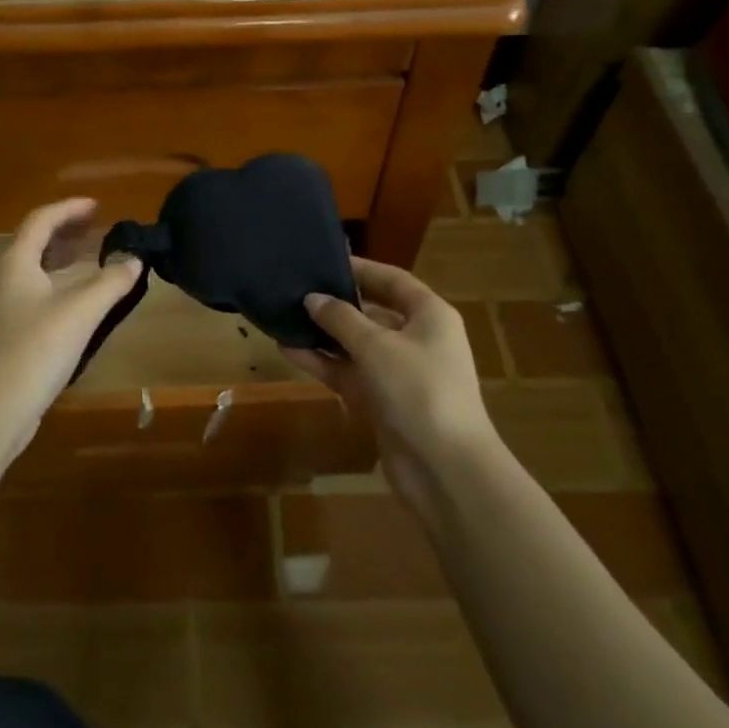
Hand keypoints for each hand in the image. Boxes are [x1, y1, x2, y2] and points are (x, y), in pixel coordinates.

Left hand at [0, 198, 142, 465]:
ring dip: (62, 257)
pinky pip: (35, 292)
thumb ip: (111, 282)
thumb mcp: (81, 312)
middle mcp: (4, 278)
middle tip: (97, 226)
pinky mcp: (7, 333)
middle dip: (66, 230)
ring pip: (34, 269)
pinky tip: (78, 299)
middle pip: (34, 242)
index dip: (69, 208)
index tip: (98, 205)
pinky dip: (58, 283)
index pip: (41, 220)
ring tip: (91, 255)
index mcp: (15, 262)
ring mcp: (2, 307)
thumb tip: (135, 260)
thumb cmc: (35, 349)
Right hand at [281, 257, 499, 510]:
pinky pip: (349, 373)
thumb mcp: (376, 345)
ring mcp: (399, 373)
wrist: (444, 467)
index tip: (324, 260)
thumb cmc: (418, 390)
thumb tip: (312, 298)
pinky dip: (324, 363)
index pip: (392, 280)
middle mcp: (417, 339)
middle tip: (297, 290)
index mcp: (429, 315)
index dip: (360, 268)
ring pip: (355, 346)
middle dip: (336, 304)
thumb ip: (341, 318)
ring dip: (324, 336)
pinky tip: (290, 351)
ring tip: (284, 319)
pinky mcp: (382, 402)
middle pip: (372, 312)